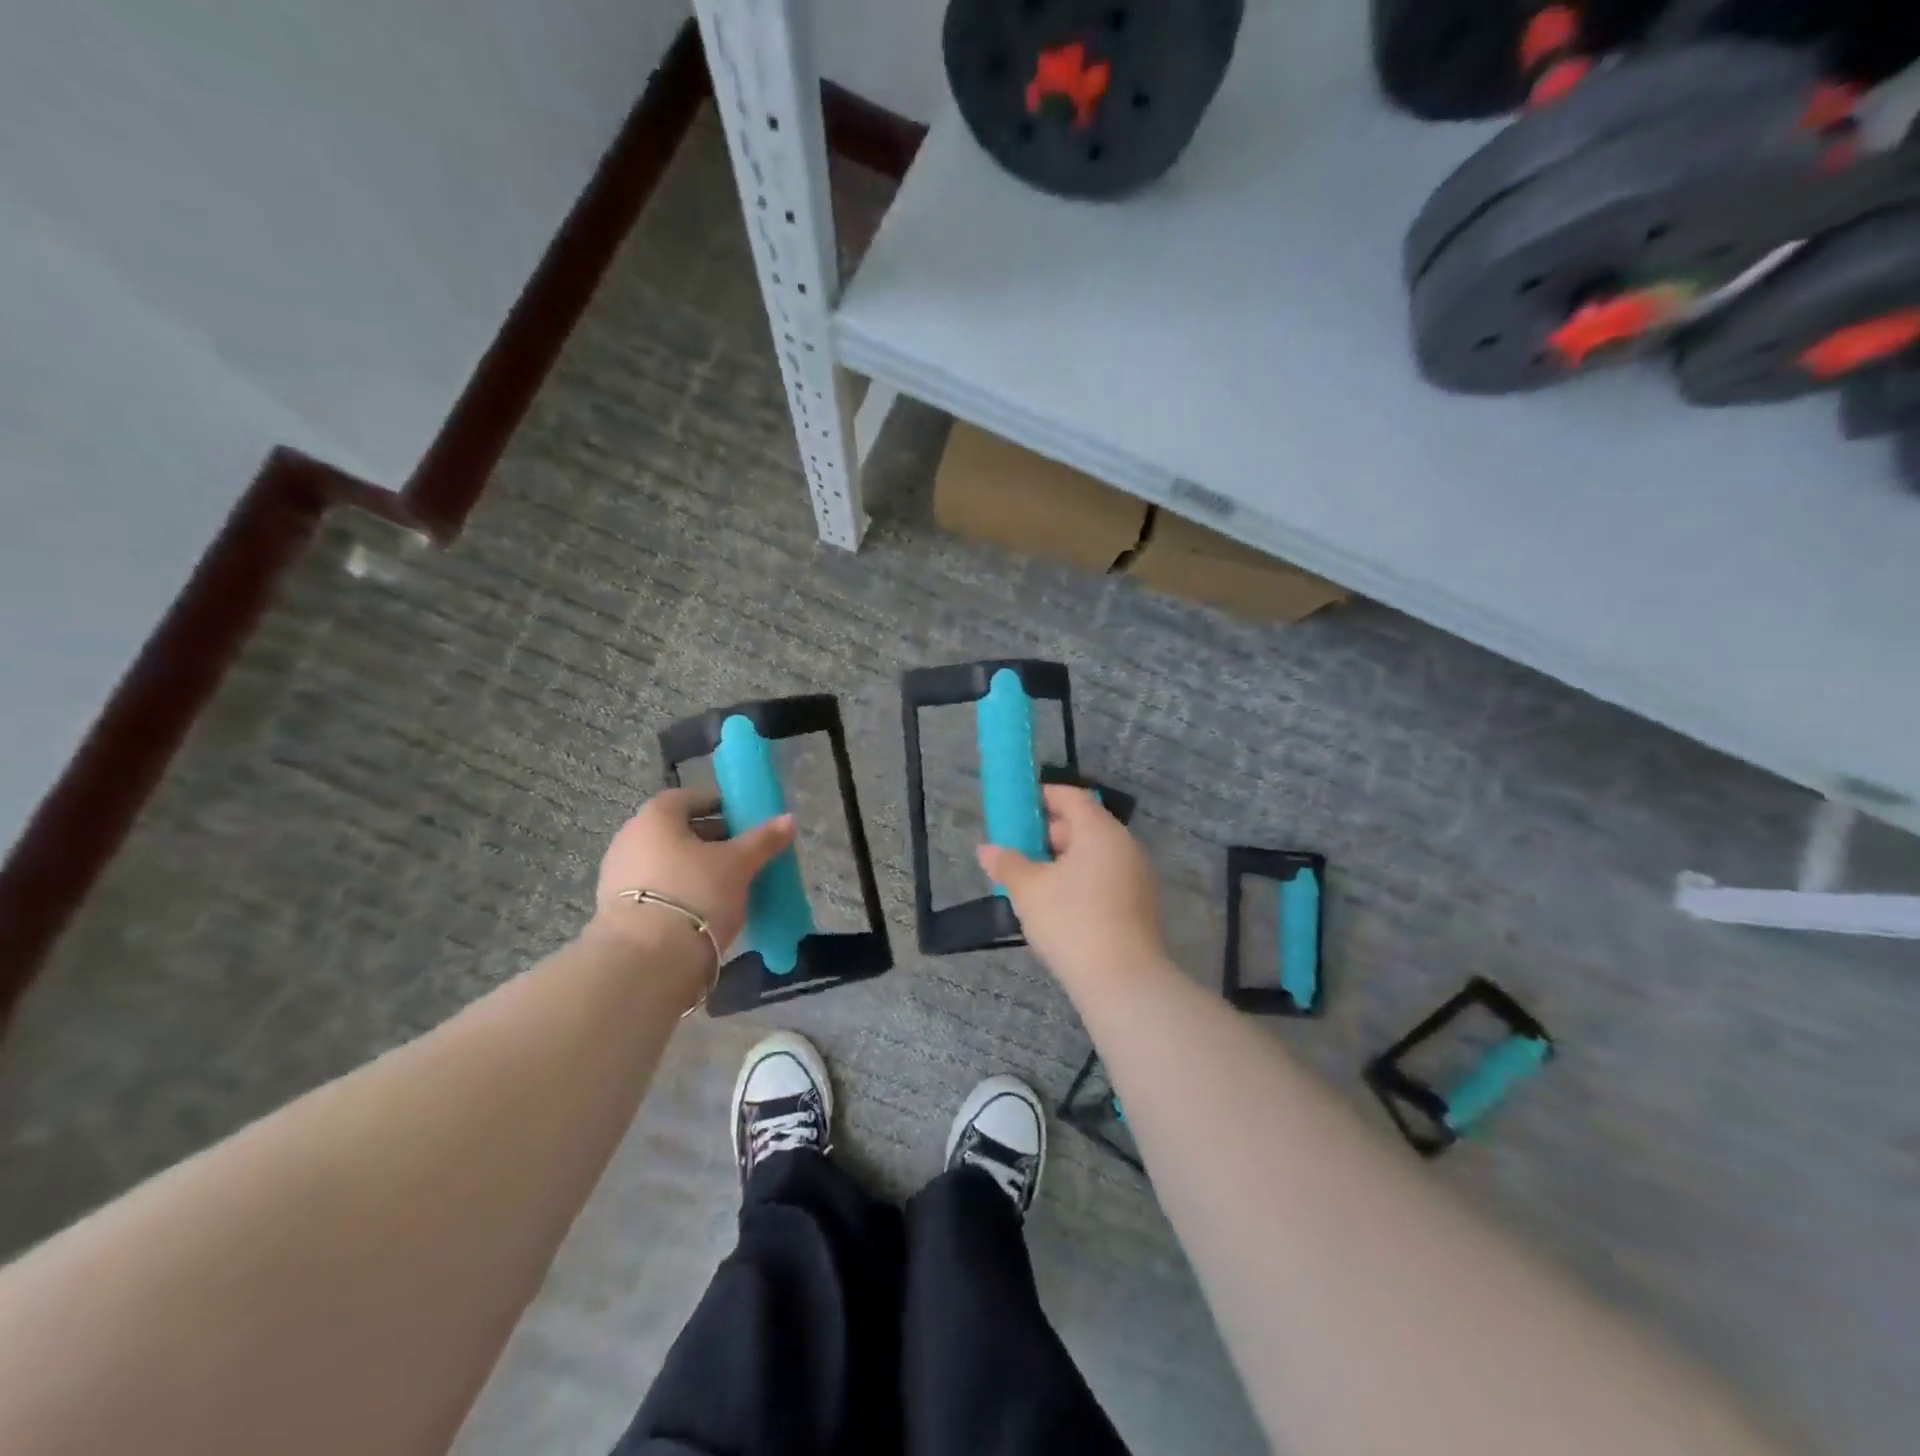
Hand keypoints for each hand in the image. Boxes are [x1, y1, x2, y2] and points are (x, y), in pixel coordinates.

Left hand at [592, 789, 795, 951]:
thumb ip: (763, 840)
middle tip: (740, 851)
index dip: (716, 804)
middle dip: (709, 837)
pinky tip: (704, 907)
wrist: (647, 961)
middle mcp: (629, 839)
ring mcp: (617, 876)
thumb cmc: (696, 894)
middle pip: (676, 830)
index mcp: (655, 818)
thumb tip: (789, 819)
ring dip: (694, 866)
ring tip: (727, 882)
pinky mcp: (616, 910)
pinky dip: (679, 889)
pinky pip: (656, 888)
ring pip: (666, 860)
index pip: (686, 798)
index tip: (741, 818)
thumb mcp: (738, 864)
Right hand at [977, 785, 1167, 988]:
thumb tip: (987, 850)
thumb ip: (1007, 864)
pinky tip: (1058, 906)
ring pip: (1095, 855)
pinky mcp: (1140, 906)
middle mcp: (1125, 846)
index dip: (1044, 797)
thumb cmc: (1071, 921)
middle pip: (1084, 825)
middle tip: (1018, 850)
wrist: (1123, 981)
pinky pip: (1105, 879)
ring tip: (1032, 882)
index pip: (1072, 797)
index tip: (1018, 808)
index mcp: (1100, 831)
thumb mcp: (1029, 890)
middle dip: (1049, 834)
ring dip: (1063, 861)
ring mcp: (1137, 877)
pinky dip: (1081, 881)